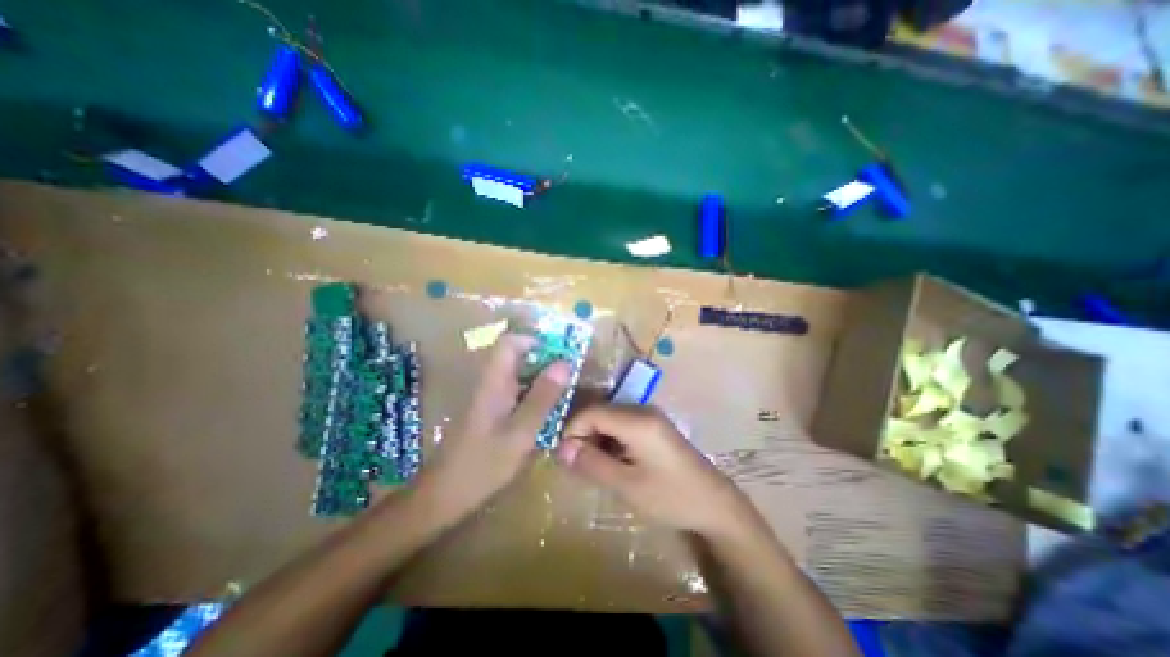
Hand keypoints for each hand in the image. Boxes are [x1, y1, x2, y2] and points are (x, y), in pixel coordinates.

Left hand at [417, 337, 570, 520]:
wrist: (445, 494)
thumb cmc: (484, 463)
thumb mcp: (521, 431)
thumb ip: (543, 396)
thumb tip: (565, 363)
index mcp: (494, 381)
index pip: (510, 341)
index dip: (535, 340)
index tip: (560, 354)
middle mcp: (490, 382)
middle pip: (515, 354)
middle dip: (543, 358)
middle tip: (568, 374)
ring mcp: (488, 395)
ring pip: (517, 372)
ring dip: (540, 375)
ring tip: (563, 390)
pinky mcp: (490, 409)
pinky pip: (515, 389)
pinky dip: (533, 391)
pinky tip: (546, 409)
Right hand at [556, 406, 760, 539]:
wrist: (715, 505)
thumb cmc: (671, 497)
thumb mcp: (627, 485)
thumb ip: (592, 463)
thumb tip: (562, 448)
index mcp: (637, 420)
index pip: (592, 412)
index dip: (572, 430)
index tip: (564, 456)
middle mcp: (643, 410)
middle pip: (600, 412)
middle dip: (583, 435)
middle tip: (577, 465)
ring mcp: (650, 416)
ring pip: (610, 419)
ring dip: (596, 439)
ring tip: (593, 466)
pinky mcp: (654, 426)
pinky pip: (622, 425)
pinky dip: (610, 440)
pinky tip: (612, 462)